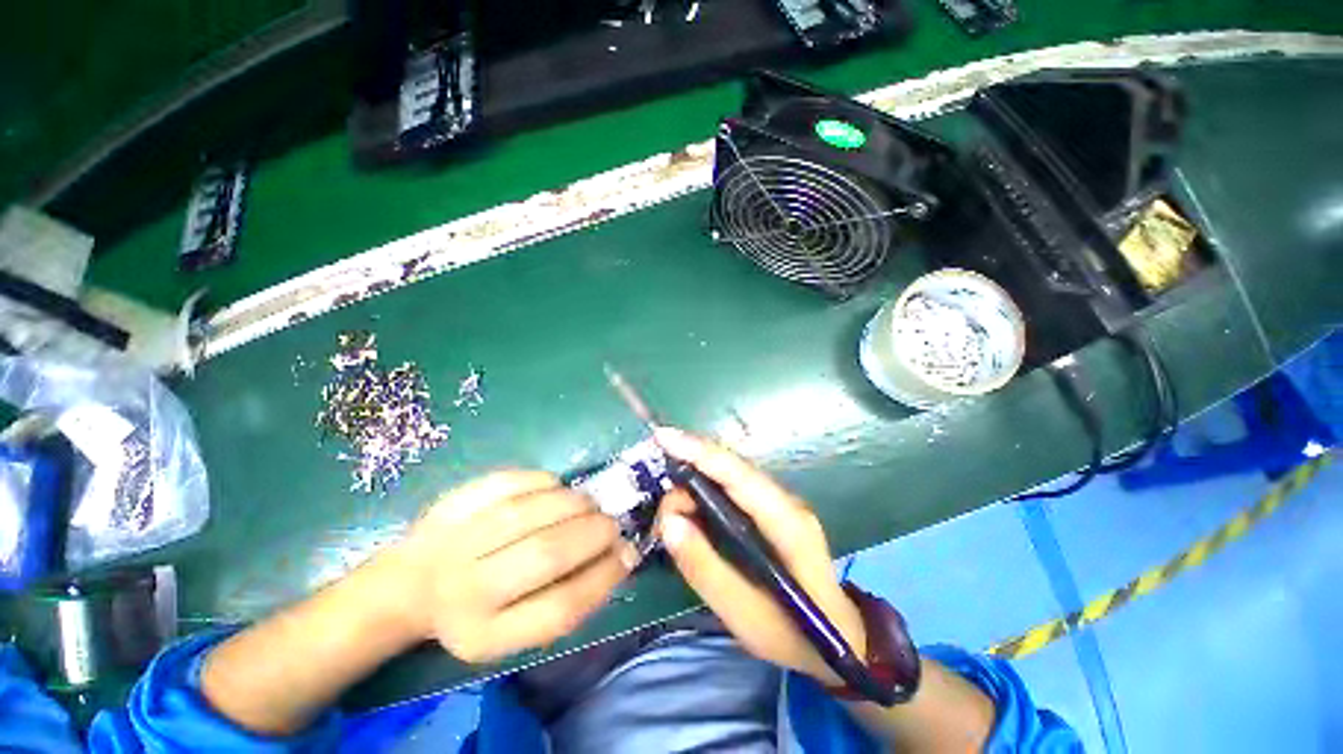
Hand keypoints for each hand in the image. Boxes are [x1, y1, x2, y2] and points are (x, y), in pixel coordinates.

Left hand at [373, 470, 638, 663]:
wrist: (410, 585)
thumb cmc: (478, 609)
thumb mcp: (518, 630)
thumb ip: (569, 598)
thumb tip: (622, 555)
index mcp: (485, 635)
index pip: (560, 607)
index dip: (604, 576)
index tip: (628, 555)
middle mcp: (466, 590)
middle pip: (546, 554)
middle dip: (594, 532)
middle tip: (610, 524)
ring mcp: (455, 540)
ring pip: (530, 512)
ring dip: (574, 503)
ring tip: (588, 505)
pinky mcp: (453, 502)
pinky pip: (511, 481)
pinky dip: (545, 481)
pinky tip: (555, 489)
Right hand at [654, 428, 865, 685]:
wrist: (838, 641)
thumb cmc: (792, 635)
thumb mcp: (744, 615)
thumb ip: (704, 567)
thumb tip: (669, 522)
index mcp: (787, 522)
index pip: (739, 474)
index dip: (700, 452)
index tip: (663, 437)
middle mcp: (785, 501)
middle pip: (731, 468)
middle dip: (689, 473)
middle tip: (661, 514)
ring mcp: (779, 503)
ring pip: (729, 475)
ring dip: (694, 486)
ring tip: (670, 520)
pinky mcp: (770, 510)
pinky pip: (731, 488)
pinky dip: (704, 493)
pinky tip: (689, 512)